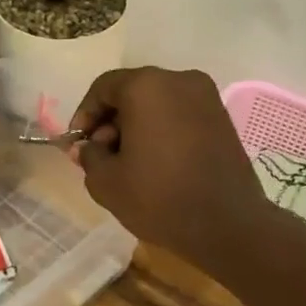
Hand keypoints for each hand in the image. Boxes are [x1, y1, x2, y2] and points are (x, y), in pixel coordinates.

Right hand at [68, 68, 266, 268]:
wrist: (227, 225)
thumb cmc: (159, 198)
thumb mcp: (105, 181)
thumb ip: (89, 155)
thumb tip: (88, 147)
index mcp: (146, 87)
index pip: (103, 87)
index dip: (84, 115)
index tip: (78, 144)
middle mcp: (179, 80)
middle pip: (132, 91)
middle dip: (110, 121)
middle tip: (100, 155)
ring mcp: (206, 97)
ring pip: (157, 103)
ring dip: (136, 126)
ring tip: (127, 163)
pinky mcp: (222, 118)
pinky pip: (179, 114)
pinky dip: (161, 130)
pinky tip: (155, 162)